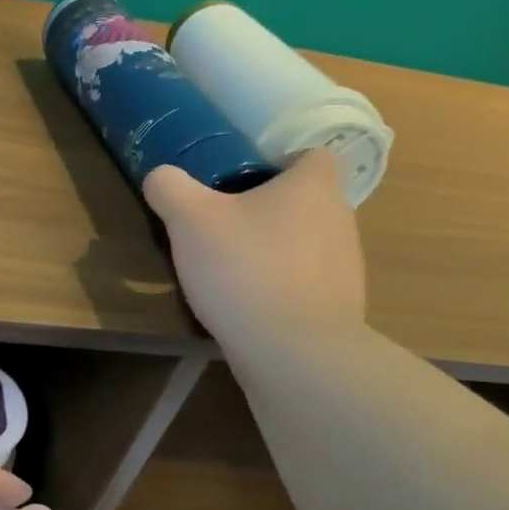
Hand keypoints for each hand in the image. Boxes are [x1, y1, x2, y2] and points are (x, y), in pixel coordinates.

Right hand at [144, 148, 366, 354]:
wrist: (294, 355)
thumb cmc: (245, 269)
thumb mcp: (189, 219)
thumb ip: (169, 187)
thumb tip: (160, 177)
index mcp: (314, 186)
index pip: (310, 155)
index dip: (277, 162)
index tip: (241, 180)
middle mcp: (341, 219)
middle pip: (305, 200)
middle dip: (268, 208)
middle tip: (223, 223)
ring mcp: (347, 268)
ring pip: (306, 243)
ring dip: (275, 250)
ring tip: (231, 269)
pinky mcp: (341, 309)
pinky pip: (307, 284)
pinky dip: (282, 288)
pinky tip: (248, 305)